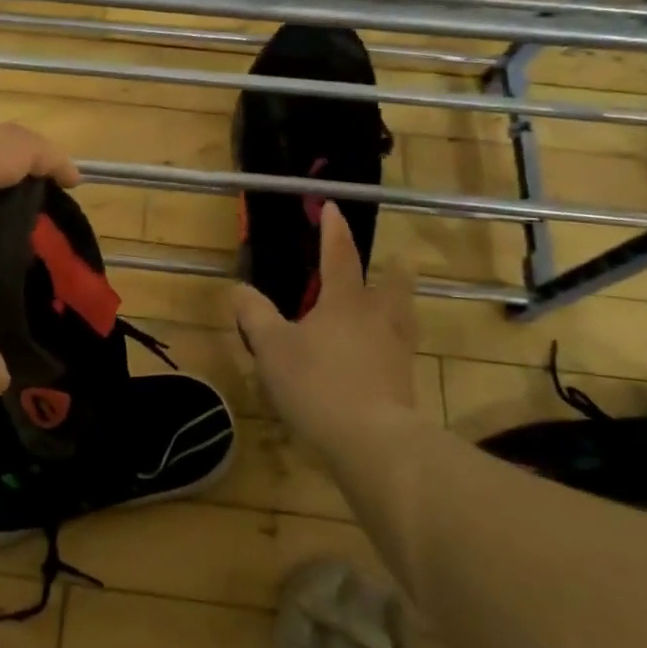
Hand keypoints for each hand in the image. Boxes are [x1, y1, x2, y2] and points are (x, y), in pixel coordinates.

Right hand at [232, 202, 422, 458]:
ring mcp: (397, 351)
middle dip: (391, 271)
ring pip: (404, 317)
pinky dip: (392, 344)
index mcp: (345, 302)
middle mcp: (378, 318)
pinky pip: (401, 351)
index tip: (333, 207)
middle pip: (393, 286)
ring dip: (399, 306)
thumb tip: (240, 289)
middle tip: (391, 263)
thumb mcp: (271, 348)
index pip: (339, 256)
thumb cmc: (317, 383)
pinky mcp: (405, 382)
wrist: (371, 440)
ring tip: (390, 308)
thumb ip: (255, 315)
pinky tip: (381, 357)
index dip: (334, 230)